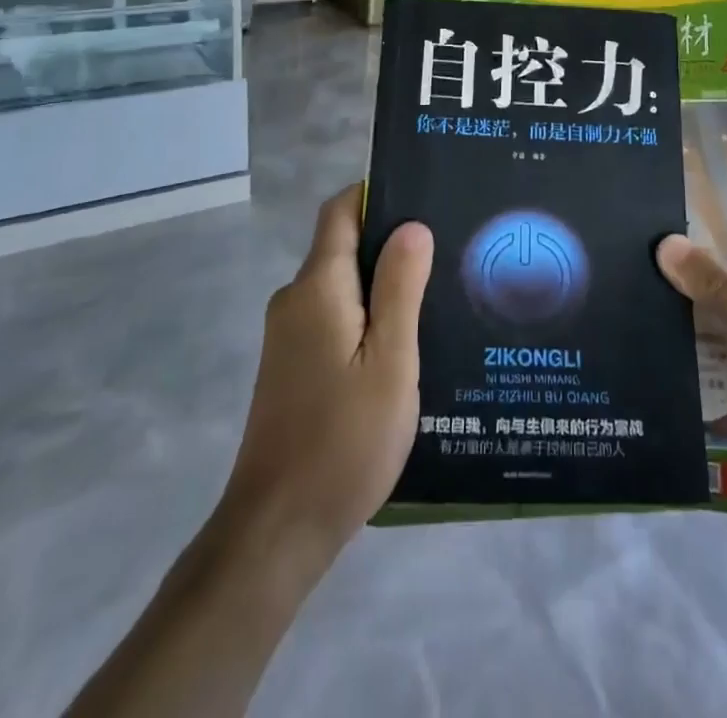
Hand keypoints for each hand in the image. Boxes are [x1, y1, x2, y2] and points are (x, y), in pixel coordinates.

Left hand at [220, 185, 433, 560]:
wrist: (277, 530)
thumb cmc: (344, 440)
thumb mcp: (390, 361)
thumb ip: (400, 288)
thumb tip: (411, 226)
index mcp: (318, 287)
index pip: (341, 212)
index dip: (377, 194)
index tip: (424, 197)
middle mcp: (296, 300)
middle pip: (343, 246)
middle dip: (391, 243)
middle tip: (449, 251)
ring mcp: (288, 335)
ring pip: (342, 287)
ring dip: (383, 285)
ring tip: (438, 296)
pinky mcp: (291, 366)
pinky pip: (334, 318)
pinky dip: (367, 317)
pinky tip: (405, 344)